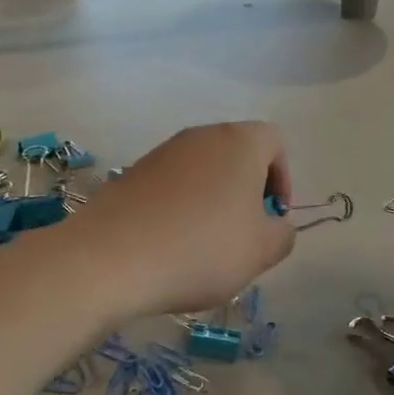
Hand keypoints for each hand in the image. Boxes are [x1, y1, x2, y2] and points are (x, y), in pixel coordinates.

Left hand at [68, 122, 293, 319]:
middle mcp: (200, 136)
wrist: (111, 258)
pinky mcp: (131, 173)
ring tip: (205, 245)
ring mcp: (161, 152)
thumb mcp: (261, 251)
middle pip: (236, 153)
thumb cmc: (201, 248)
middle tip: (244, 233)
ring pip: (202, 170)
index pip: (274, 142)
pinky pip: (170, 185)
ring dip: (212, 199)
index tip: (273, 216)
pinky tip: (170, 245)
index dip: (283, 178)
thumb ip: (283, 234)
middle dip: (247, 190)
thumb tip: (275, 225)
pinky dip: (179, 207)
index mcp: (239, 142)